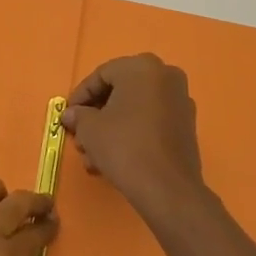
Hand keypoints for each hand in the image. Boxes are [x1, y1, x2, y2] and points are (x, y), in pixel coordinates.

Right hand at [61, 53, 205, 221]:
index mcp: (142, 67)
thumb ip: (78, 116)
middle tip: (80, 136)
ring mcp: (180, 101)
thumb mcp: (90, 129)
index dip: (80, 96)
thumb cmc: (124, 146)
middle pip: (120, 91)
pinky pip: (151, 121)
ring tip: (92, 156)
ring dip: (110, 129)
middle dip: (96, 115)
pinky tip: (112, 159)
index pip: (102, 75)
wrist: (167, 189)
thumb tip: (71, 115)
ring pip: (135, 109)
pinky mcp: (186, 126)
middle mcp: (165, 76)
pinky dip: (131, 134)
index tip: (68, 115)